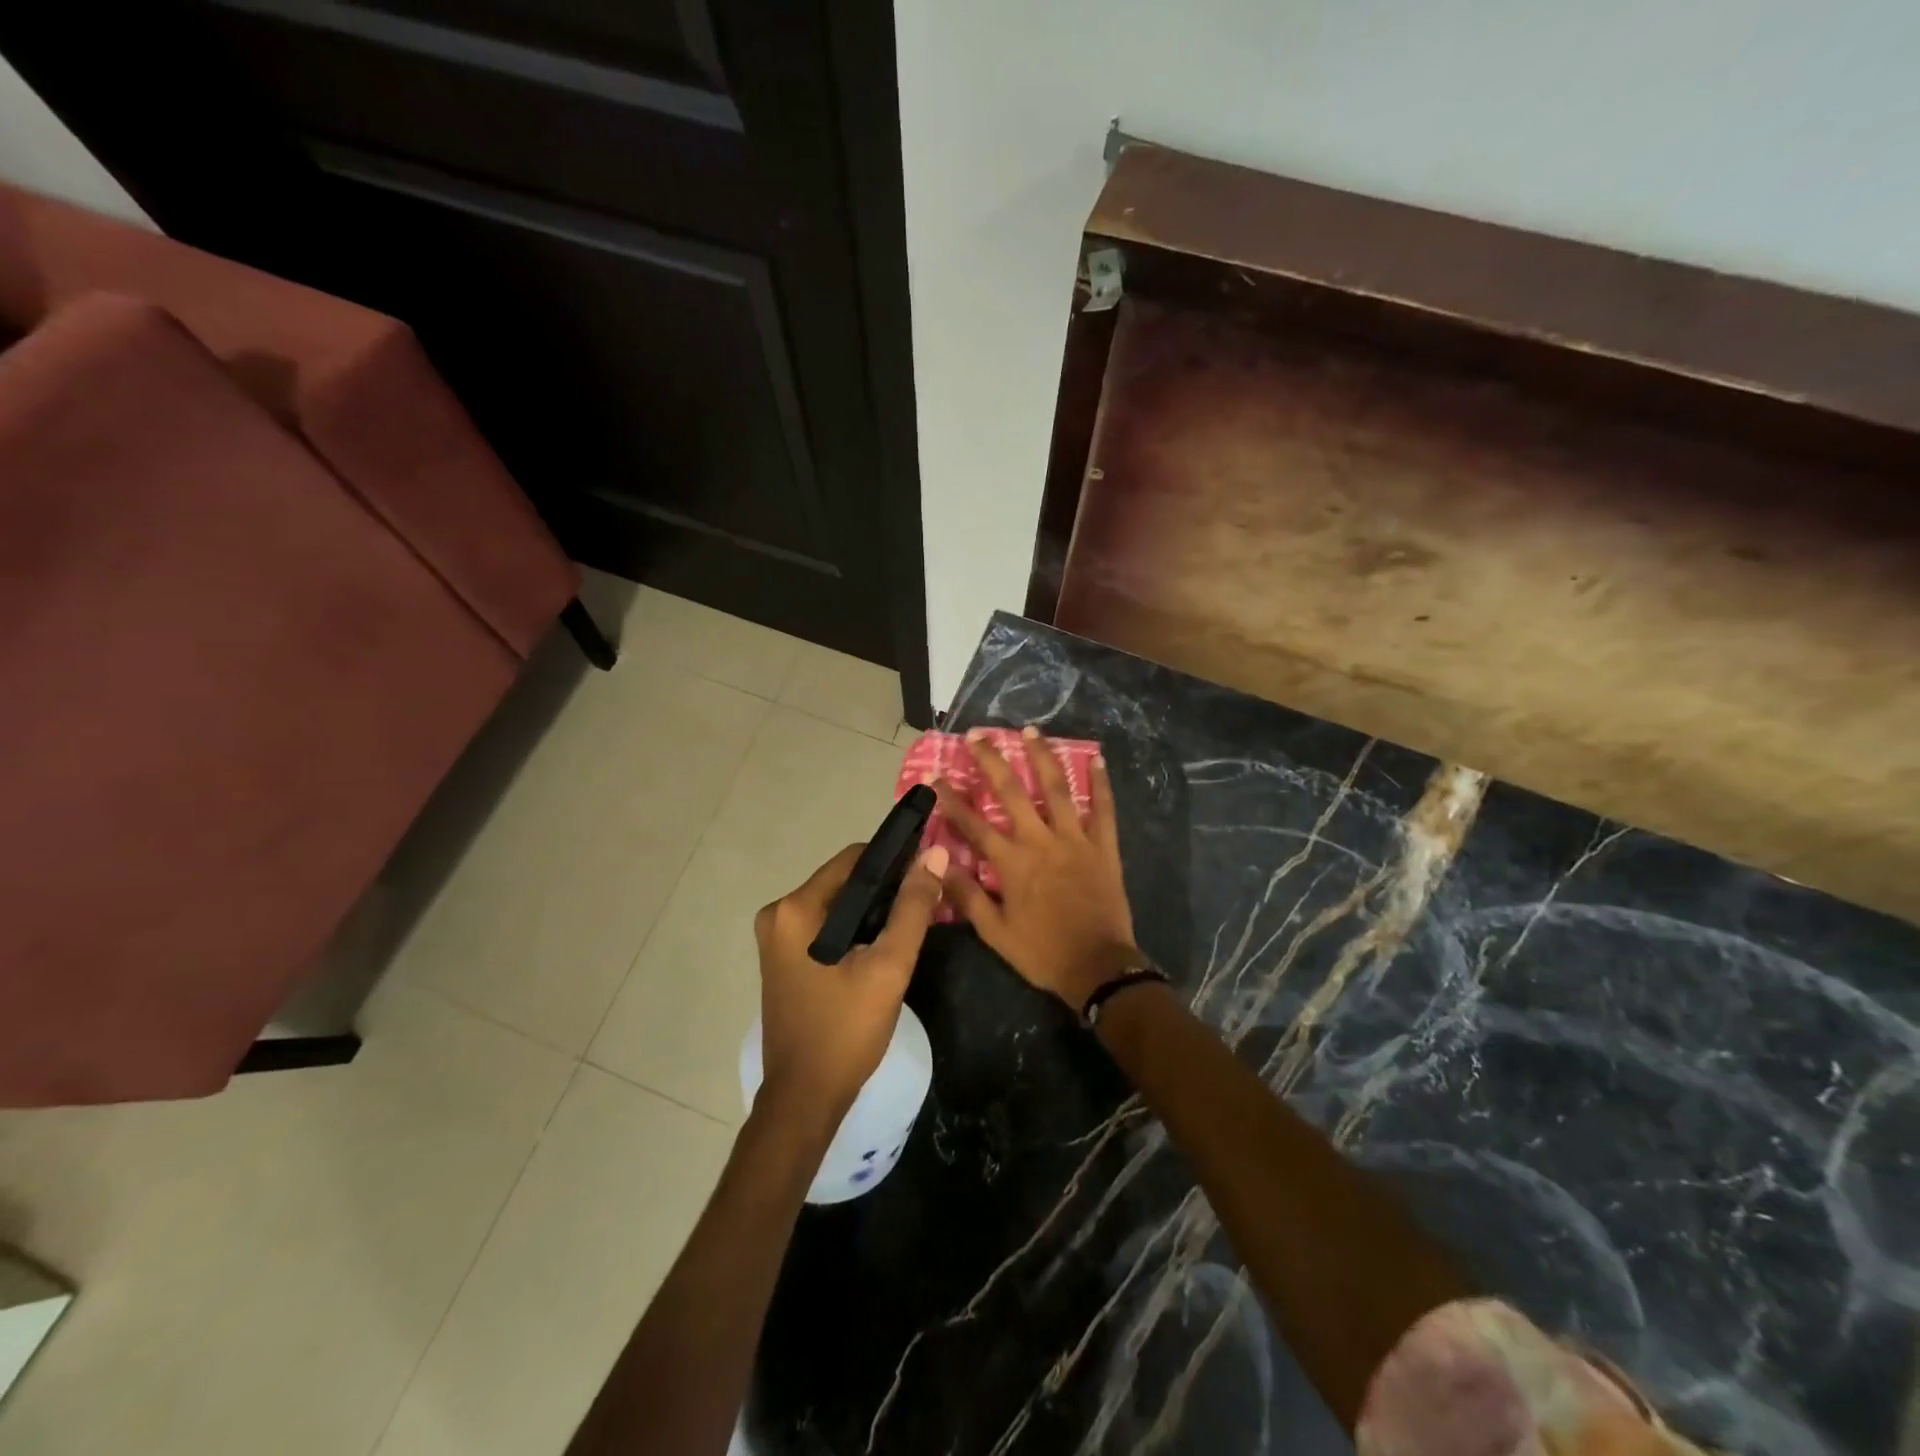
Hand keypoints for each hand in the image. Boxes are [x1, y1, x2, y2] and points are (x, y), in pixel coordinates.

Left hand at [752, 840, 948, 1125]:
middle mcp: (778, 914)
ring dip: (873, 909)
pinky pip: (826, 925)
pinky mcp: (784, 958)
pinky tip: (882, 945)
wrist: (805, 1099)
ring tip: (910, 923)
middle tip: (926, 903)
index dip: (896, 860)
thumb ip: (912, 908)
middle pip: (845, 880)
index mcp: (795, 909)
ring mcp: (777, 938)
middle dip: (886, 888)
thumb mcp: (889, 967)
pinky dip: (855, 928)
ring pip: (838, 904)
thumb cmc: (846, 1031)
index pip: (855, 859)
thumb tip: (933, 854)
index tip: (929, 871)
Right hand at [937, 727, 1139, 1010]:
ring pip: (1057, 789)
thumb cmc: (1042, 952)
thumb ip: (966, 895)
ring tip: (1031, 730)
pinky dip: (1101, 783)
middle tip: (977, 735)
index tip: (936, 776)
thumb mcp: (994, 932)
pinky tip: (1096, 758)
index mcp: (1012, 862)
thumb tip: (937, 863)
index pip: (973, 823)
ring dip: (1043, 756)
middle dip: (992, 760)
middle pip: (1011, 792)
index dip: (952, 799)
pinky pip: (1104, 809)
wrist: (1098, 967)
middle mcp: (1041, 841)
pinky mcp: (1103, 846)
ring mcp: (1075, 839)